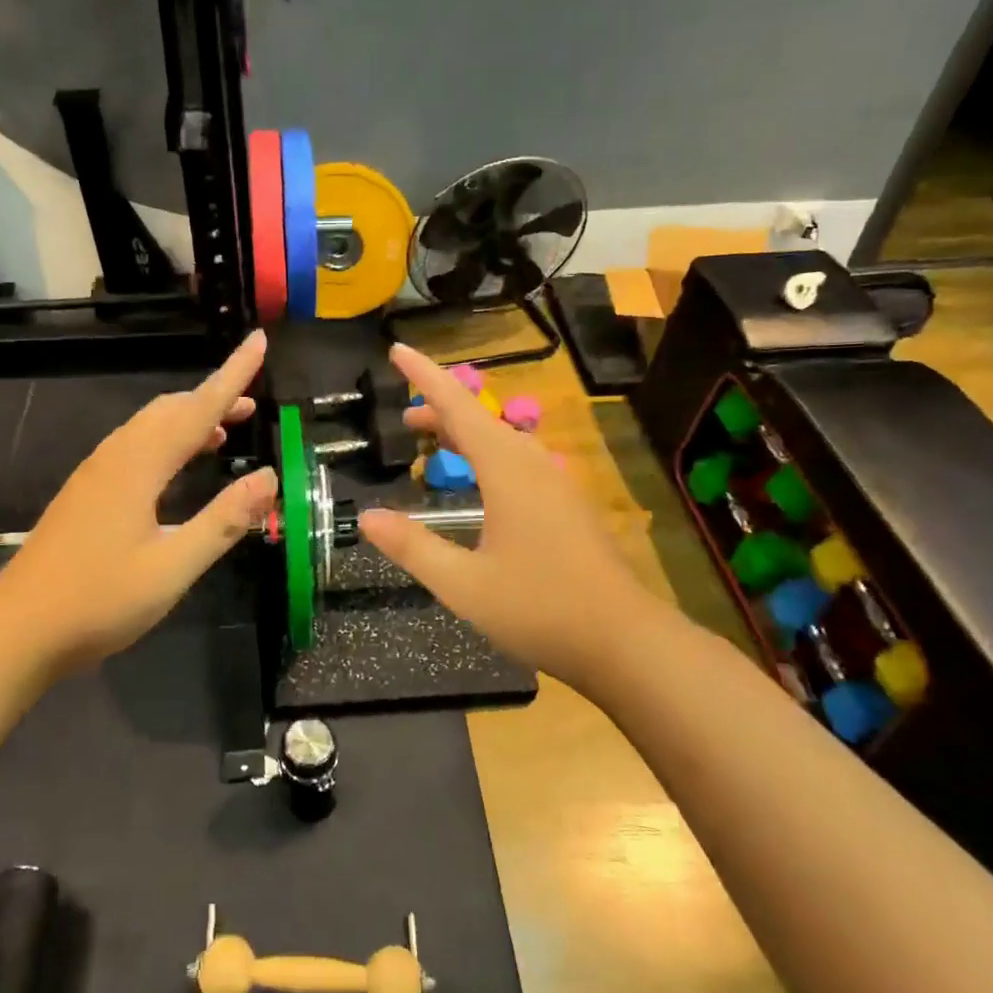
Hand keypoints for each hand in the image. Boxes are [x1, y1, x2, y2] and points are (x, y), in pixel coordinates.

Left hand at [0, 331, 277, 674]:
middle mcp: (115, 457)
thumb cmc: (100, 601)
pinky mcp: (85, 493)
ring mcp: (95, 474)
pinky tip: (178, 469)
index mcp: (139, 466)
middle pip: (170, 411)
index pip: (198, 409)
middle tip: (252, 404)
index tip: (258, 341)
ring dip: (189, 420)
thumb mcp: (173, 567)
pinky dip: (167, 442)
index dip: (233, 375)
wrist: (17, 631)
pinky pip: (135, 447)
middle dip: (213, 399)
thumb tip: (269, 477)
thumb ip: (224, 520)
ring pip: (149, 427)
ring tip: (224, 432)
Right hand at [357, 345, 654, 690]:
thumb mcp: (463, 585)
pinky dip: (486, 457)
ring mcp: (556, 485)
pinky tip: (480, 484)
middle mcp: (534, 466)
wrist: (625, 641)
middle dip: (440, 410)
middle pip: (480, 421)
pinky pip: (519, 462)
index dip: (424, 377)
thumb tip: (367, 517)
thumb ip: (412, 548)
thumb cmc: (540, 609)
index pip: (458, 407)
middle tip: (403, 417)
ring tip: (433, 443)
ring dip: (465, 435)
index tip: (397, 350)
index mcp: (507, 471)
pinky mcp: (568, 507)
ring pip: (503, 442)